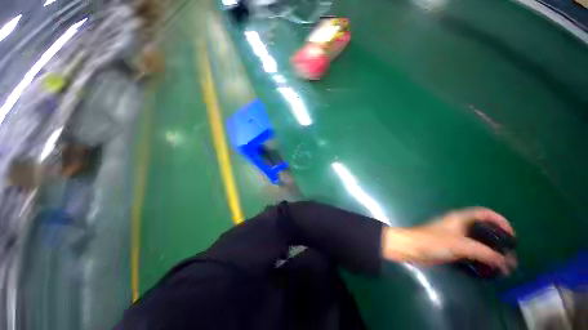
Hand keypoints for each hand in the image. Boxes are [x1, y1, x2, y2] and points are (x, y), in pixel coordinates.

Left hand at [382, 207, 515, 273]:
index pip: (484, 213)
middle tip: (510, 254)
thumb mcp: (460, 245)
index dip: (500, 220)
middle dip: (498, 239)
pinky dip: (481, 257)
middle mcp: (458, 225)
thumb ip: (484, 253)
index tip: (512, 234)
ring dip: (491, 251)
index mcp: (460, 218)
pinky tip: (488, 267)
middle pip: (484, 228)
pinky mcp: (451, 247)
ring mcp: (454, 237)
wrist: (411, 248)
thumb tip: (506, 263)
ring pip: (478, 241)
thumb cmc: (433, 242)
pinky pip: (471, 251)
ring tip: (503, 264)